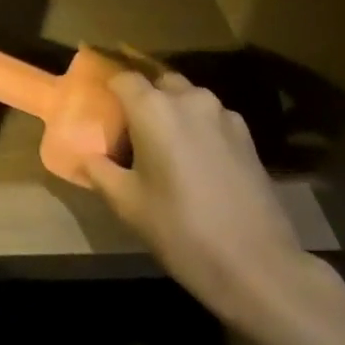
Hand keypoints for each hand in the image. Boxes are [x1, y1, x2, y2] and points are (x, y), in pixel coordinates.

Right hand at [84, 56, 309, 325]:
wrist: (258, 265)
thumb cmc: (181, 229)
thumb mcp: (127, 203)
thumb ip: (100, 169)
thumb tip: (87, 154)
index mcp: (154, 109)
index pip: (123, 78)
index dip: (109, 88)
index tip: (100, 106)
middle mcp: (189, 100)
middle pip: (159, 82)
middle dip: (143, 97)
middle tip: (130, 128)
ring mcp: (223, 116)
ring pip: (188, 98)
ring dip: (173, 111)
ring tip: (163, 145)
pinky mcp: (247, 137)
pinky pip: (211, 118)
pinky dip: (197, 128)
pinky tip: (194, 160)